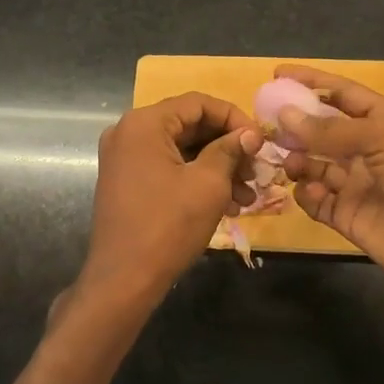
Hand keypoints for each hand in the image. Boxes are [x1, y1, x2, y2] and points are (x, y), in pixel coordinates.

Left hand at [79, 93, 260, 312]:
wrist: (124, 279)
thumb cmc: (168, 225)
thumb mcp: (208, 184)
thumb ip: (230, 150)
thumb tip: (250, 134)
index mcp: (144, 123)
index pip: (198, 103)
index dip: (234, 118)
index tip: (260, 142)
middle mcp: (128, 133)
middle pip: (189, 126)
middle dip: (228, 148)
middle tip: (256, 172)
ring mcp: (124, 159)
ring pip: (181, 151)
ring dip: (217, 168)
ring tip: (247, 196)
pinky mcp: (126, 183)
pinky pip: (168, 169)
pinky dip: (196, 180)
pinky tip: (227, 204)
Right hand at [276, 64, 383, 301]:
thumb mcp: (381, 138)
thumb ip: (330, 129)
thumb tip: (285, 115)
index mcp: (383, 121)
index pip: (341, 93)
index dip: (311, 82)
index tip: (276, 75)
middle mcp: (367, 149)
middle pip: (321, 130)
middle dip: (294, 126)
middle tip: (265, 126)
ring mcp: (356, 183)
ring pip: (313, 164)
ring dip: (297, 160)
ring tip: (289, 163)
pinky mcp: (347, 215)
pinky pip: (316, 200)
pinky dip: (308, 194)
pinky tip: (312, 192)